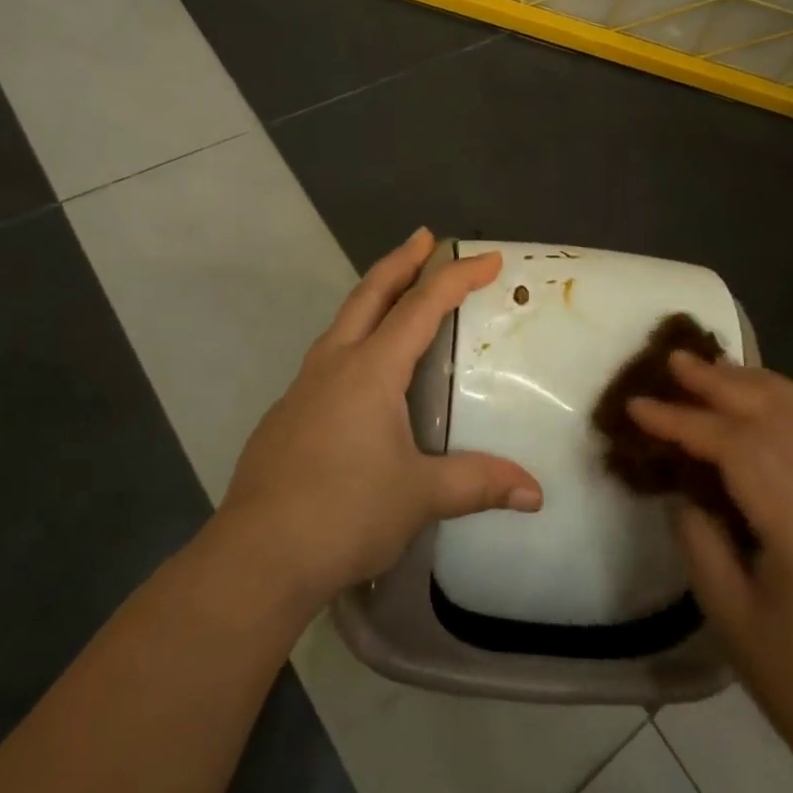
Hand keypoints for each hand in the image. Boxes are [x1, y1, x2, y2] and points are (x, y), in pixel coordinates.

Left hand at [218, 228, 542, 607]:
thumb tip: (536, 493)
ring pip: (342, 322)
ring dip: (372, 297)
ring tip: (395, 294)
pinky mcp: (286, 414)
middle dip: (401, 261)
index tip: (489, 259)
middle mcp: (334, 364)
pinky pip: (327, 359)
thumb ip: (477, 483)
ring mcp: (303, 387)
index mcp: (371, 370)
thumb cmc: (344, 513)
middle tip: (425, 237)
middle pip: (370, 294)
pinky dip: (353, 340)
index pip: (422, 308)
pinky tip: (360, 373)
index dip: (457, 278)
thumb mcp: (420, 496)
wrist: (256, 555)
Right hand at [630, 356, 792, 782]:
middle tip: (673, 361)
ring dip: (757, 383)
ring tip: (712, 365)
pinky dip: (792, 401)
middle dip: (721, 384)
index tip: (638, 406)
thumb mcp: (725, 609)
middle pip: (778, 419)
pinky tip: (763, 392)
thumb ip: (698, 531)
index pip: (739, 450)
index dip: (684, 421)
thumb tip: (684, 481)